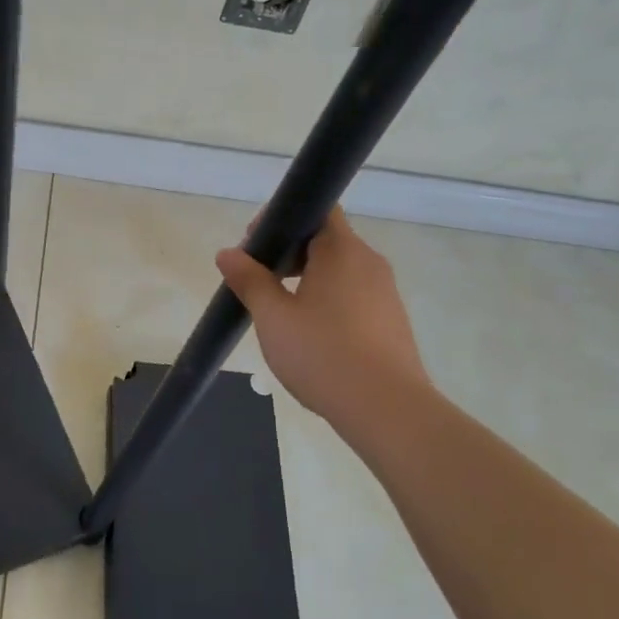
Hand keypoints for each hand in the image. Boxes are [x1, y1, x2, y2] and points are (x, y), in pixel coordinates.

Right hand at [216, 207, 431, 424]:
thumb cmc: (323, 353)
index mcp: (342, 250)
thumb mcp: (273, 316)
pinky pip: (354, 296)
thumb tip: (227, 253)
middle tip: (259, 280)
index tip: (257, 245)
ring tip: (281, 311)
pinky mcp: (391, 321)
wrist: (387, 409)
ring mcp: (385, 293)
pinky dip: (328, 302)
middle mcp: (369, 263)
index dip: (284, 218)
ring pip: (340, 271)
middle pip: (327, 240)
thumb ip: (249, 280)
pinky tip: (312, 335)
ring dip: (308, 280)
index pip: (318, 209)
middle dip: (290, 253)